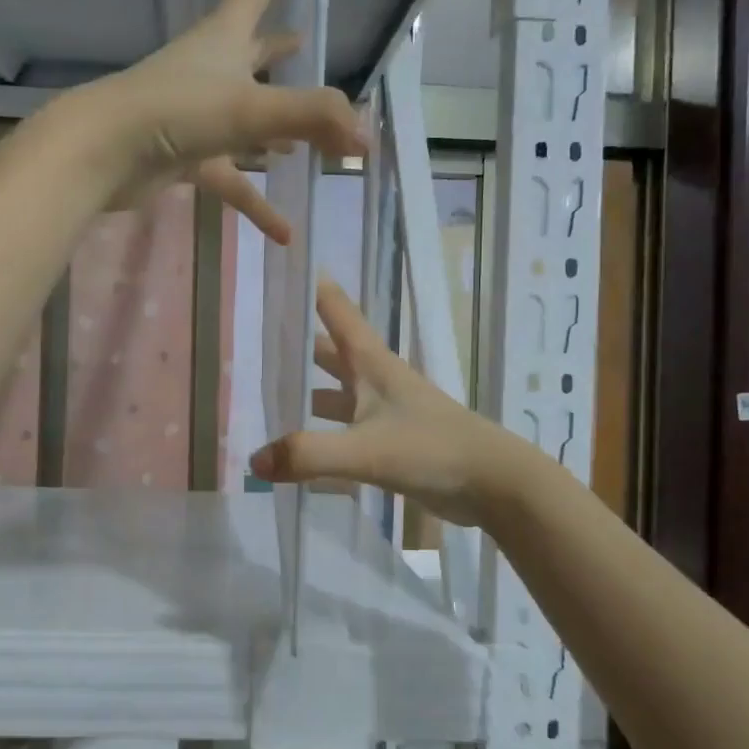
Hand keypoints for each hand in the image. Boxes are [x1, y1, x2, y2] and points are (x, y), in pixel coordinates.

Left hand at [71, 0, 363, 242]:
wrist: (103, 154)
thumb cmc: (175, 111)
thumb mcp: (250, 107)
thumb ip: (313, 118)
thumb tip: (366, 138)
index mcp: (225, 39)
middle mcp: (212, 70)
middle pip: (255, 52)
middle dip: (284, 51)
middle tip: (315, 50)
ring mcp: (198, 115)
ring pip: (249, 120)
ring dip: (280, 130)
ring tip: (315, 141)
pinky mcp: (187, 156)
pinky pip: (233, 178)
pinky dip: (257, 202)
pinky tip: (285, 230)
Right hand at [248, 279, 522, 526]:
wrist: (495, 485)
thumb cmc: (433, 450)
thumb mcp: (366, 450)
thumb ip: (309, 454)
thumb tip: (253, 461)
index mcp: (372, 362)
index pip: (334, 309)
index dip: (309, 284)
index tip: (277, 264)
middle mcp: (376, 379)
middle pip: (329, 352)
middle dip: (295, 345)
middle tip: (252, 342)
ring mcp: (384, 411)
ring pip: (335, 393)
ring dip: (305, 393)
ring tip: (264, 399)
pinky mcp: (391, 442)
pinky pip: (344, 431)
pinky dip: (321, 435)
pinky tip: (296, 453)